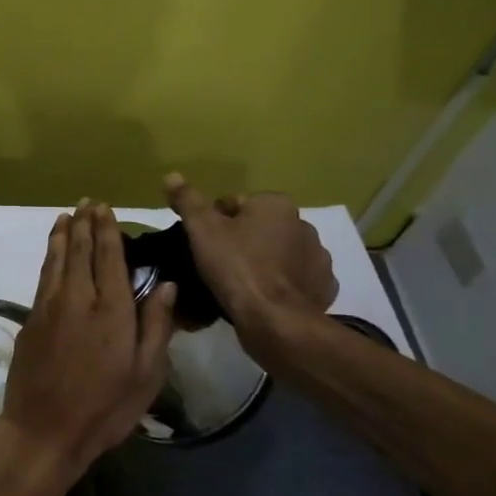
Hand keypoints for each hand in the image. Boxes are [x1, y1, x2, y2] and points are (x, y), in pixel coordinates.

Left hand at [0, 203, 177, 495]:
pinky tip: (53, 253)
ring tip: (67, 216)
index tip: (105, 208)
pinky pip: (43, 277)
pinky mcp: (31, 320)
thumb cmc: (104, 408)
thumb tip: (166, 284)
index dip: (107, 230)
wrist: (44, 430)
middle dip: (85, 224)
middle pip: (81, 251)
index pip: (109, 258)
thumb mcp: (146, 375)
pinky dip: (49, 257)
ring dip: (63, 235)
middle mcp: (77, 299)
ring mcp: (49, 307)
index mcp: (111, 310)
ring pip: (57, 260)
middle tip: (87, 203)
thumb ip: (156, 326)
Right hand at [163, 175, 336, 345]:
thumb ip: (187, 200)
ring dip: (264, 261)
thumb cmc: (236, 268)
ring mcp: (318, 257)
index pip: (235, 204)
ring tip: (241, 283)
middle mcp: (303, 224)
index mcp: (275, 204)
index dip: (214, 223)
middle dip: (242, 240)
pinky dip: (283, 283)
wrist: (275, 320)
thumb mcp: (202, 230)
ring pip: (279, 252)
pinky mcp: (323, 286)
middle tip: (219, 265)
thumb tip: (172, 175)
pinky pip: (297, 278)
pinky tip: (265, 296)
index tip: (205, 246)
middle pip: (259, 227)